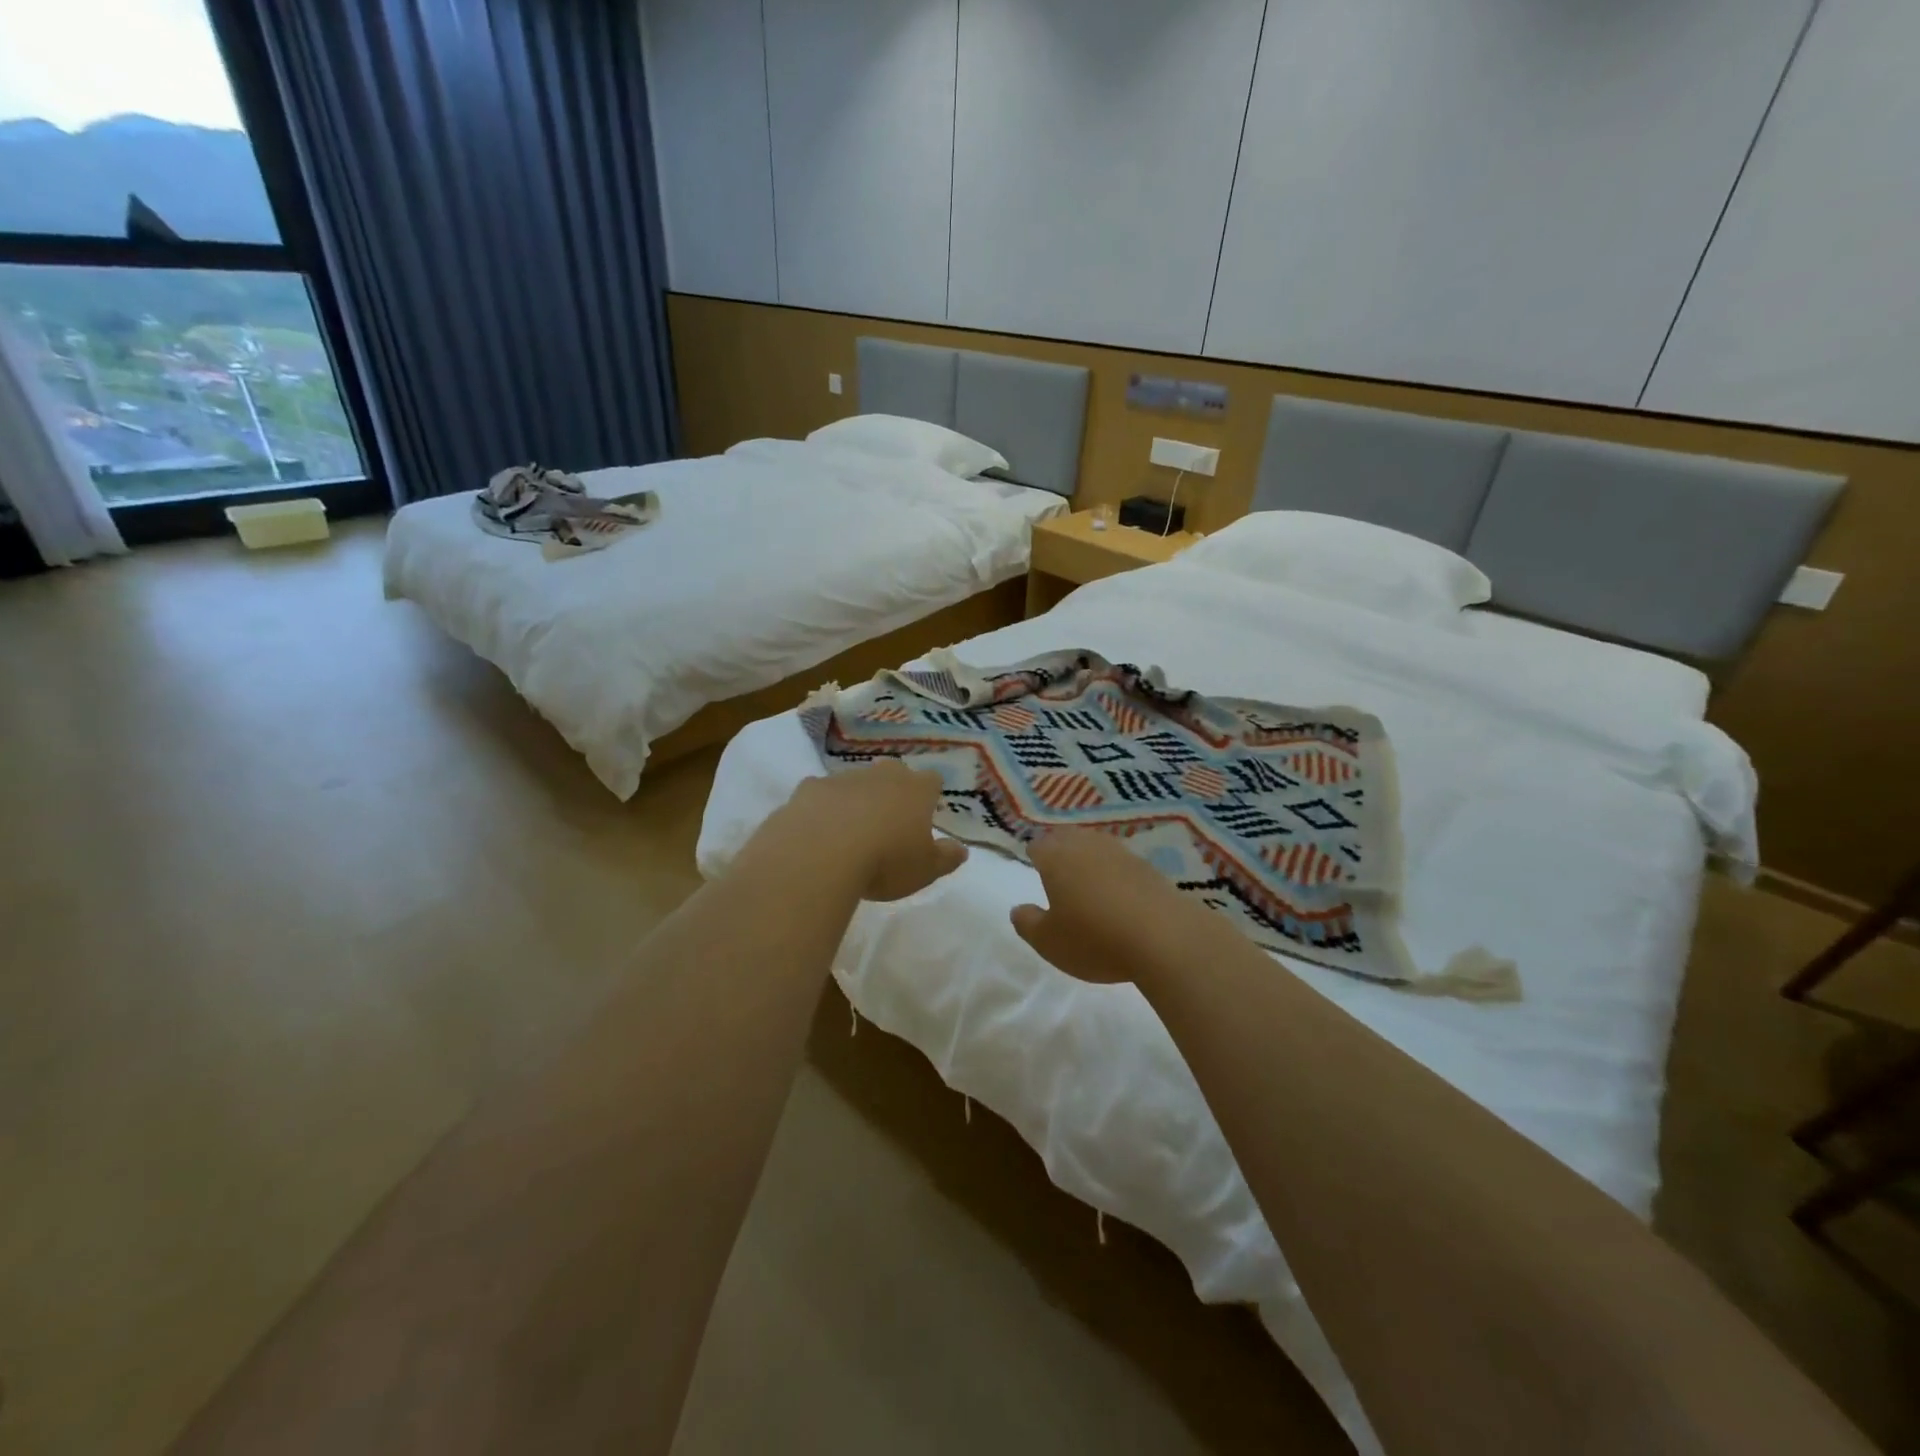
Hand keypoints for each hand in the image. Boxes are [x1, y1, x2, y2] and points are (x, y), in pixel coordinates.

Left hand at [778, 760, 967, 901]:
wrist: (819, 855)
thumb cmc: (885, 862)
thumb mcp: (926, 870)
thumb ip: (946, 858)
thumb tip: (961, 849)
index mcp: (916, 789)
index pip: (932, 780)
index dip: (930, 795)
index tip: (925, 814)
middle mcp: (881, 775)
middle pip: (892, 773)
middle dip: (892, 791)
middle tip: (888, 821)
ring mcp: (841, 779)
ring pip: (854, 783)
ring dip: (854, 801)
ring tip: (849, 834)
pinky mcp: (807, 790)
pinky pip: (819, 797)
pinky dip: (820, 810)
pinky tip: (816, 835)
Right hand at [1010, 830, 1196, 984]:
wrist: (1164, 938)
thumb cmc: (1094, 938)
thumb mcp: (1048, 942)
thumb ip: (1027, 923)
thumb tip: (1018, 909)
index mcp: (1056, 857)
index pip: (1037, 846)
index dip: (1034, 856)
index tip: (1033, 867)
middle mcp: (1086, 846)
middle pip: (1067, 838)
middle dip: (1060, 850)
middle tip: (1057, 869)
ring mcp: (1121, 853)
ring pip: (1096, 847)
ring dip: (1089, 858)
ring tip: (1087, 879)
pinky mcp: (1148, 867)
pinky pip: (1121, 863)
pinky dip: (1115, 873)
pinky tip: (1118, 893)